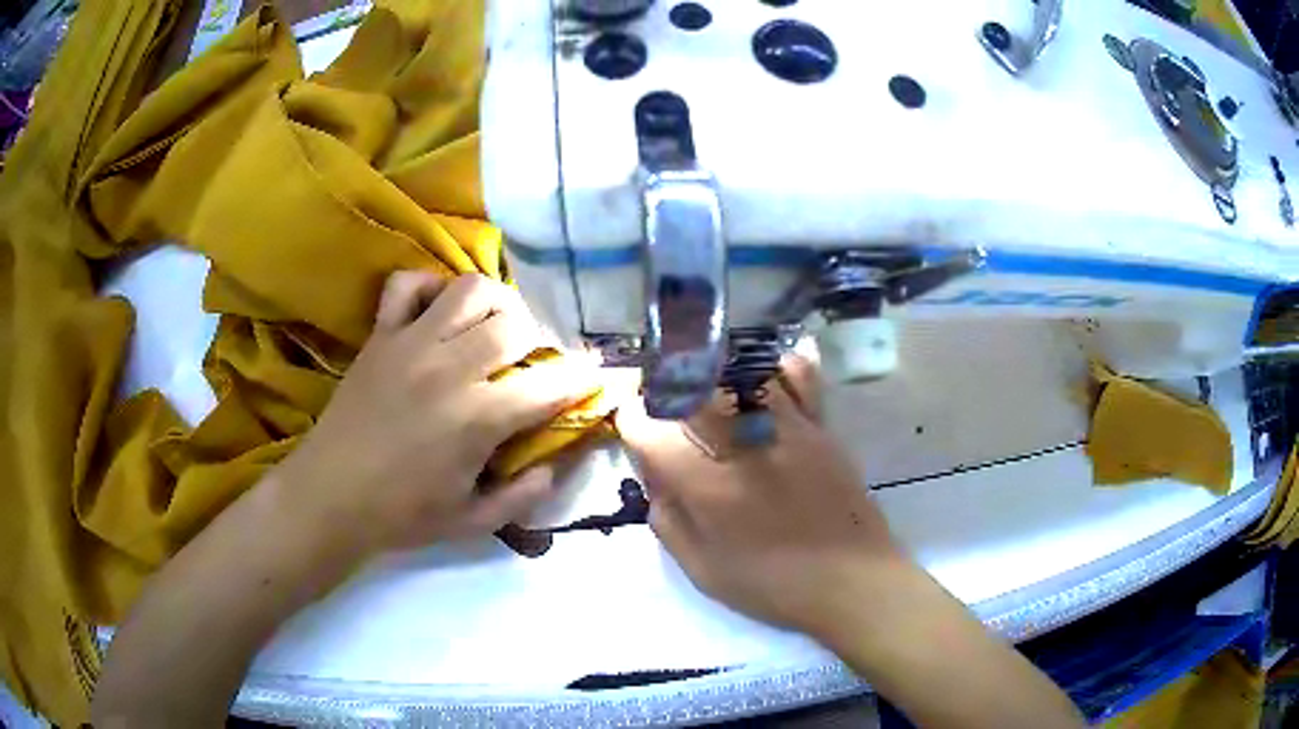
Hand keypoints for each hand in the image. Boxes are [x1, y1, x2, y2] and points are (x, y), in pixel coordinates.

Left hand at [279, 271, 600, 557]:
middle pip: (515, 325)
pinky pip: (406, 285)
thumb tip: (554, 466)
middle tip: (530, 364)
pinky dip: (428, 287)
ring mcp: (411, 343)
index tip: (596, 377)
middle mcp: (450, 367)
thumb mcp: (472, 522)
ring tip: (492, 329)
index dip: (584, 379)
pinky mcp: (380, 335)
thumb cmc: (401, 515)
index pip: (550, 385)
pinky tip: (436, 312)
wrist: (330, 497)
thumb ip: (522, 495)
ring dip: (494, 303)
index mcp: (478, 418)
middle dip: (537, 341)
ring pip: (470, 289)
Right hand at [617, 357, 907, 639]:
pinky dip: (778, 368)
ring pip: (739, 374)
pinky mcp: (821, 426)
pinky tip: (765, 379)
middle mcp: (744, 445)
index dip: (633, 423)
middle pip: (690, 390)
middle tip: (666, 407)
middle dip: (666, 391)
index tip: (637, 431)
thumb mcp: (703, 571)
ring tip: (708, 389)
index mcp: (708, 486)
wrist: (852, 580)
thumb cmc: (773, 585)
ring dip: (714, 375)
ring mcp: (788, 428)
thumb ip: (669, 521)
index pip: (650, 429)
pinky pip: (798, 376)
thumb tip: (657, 479)